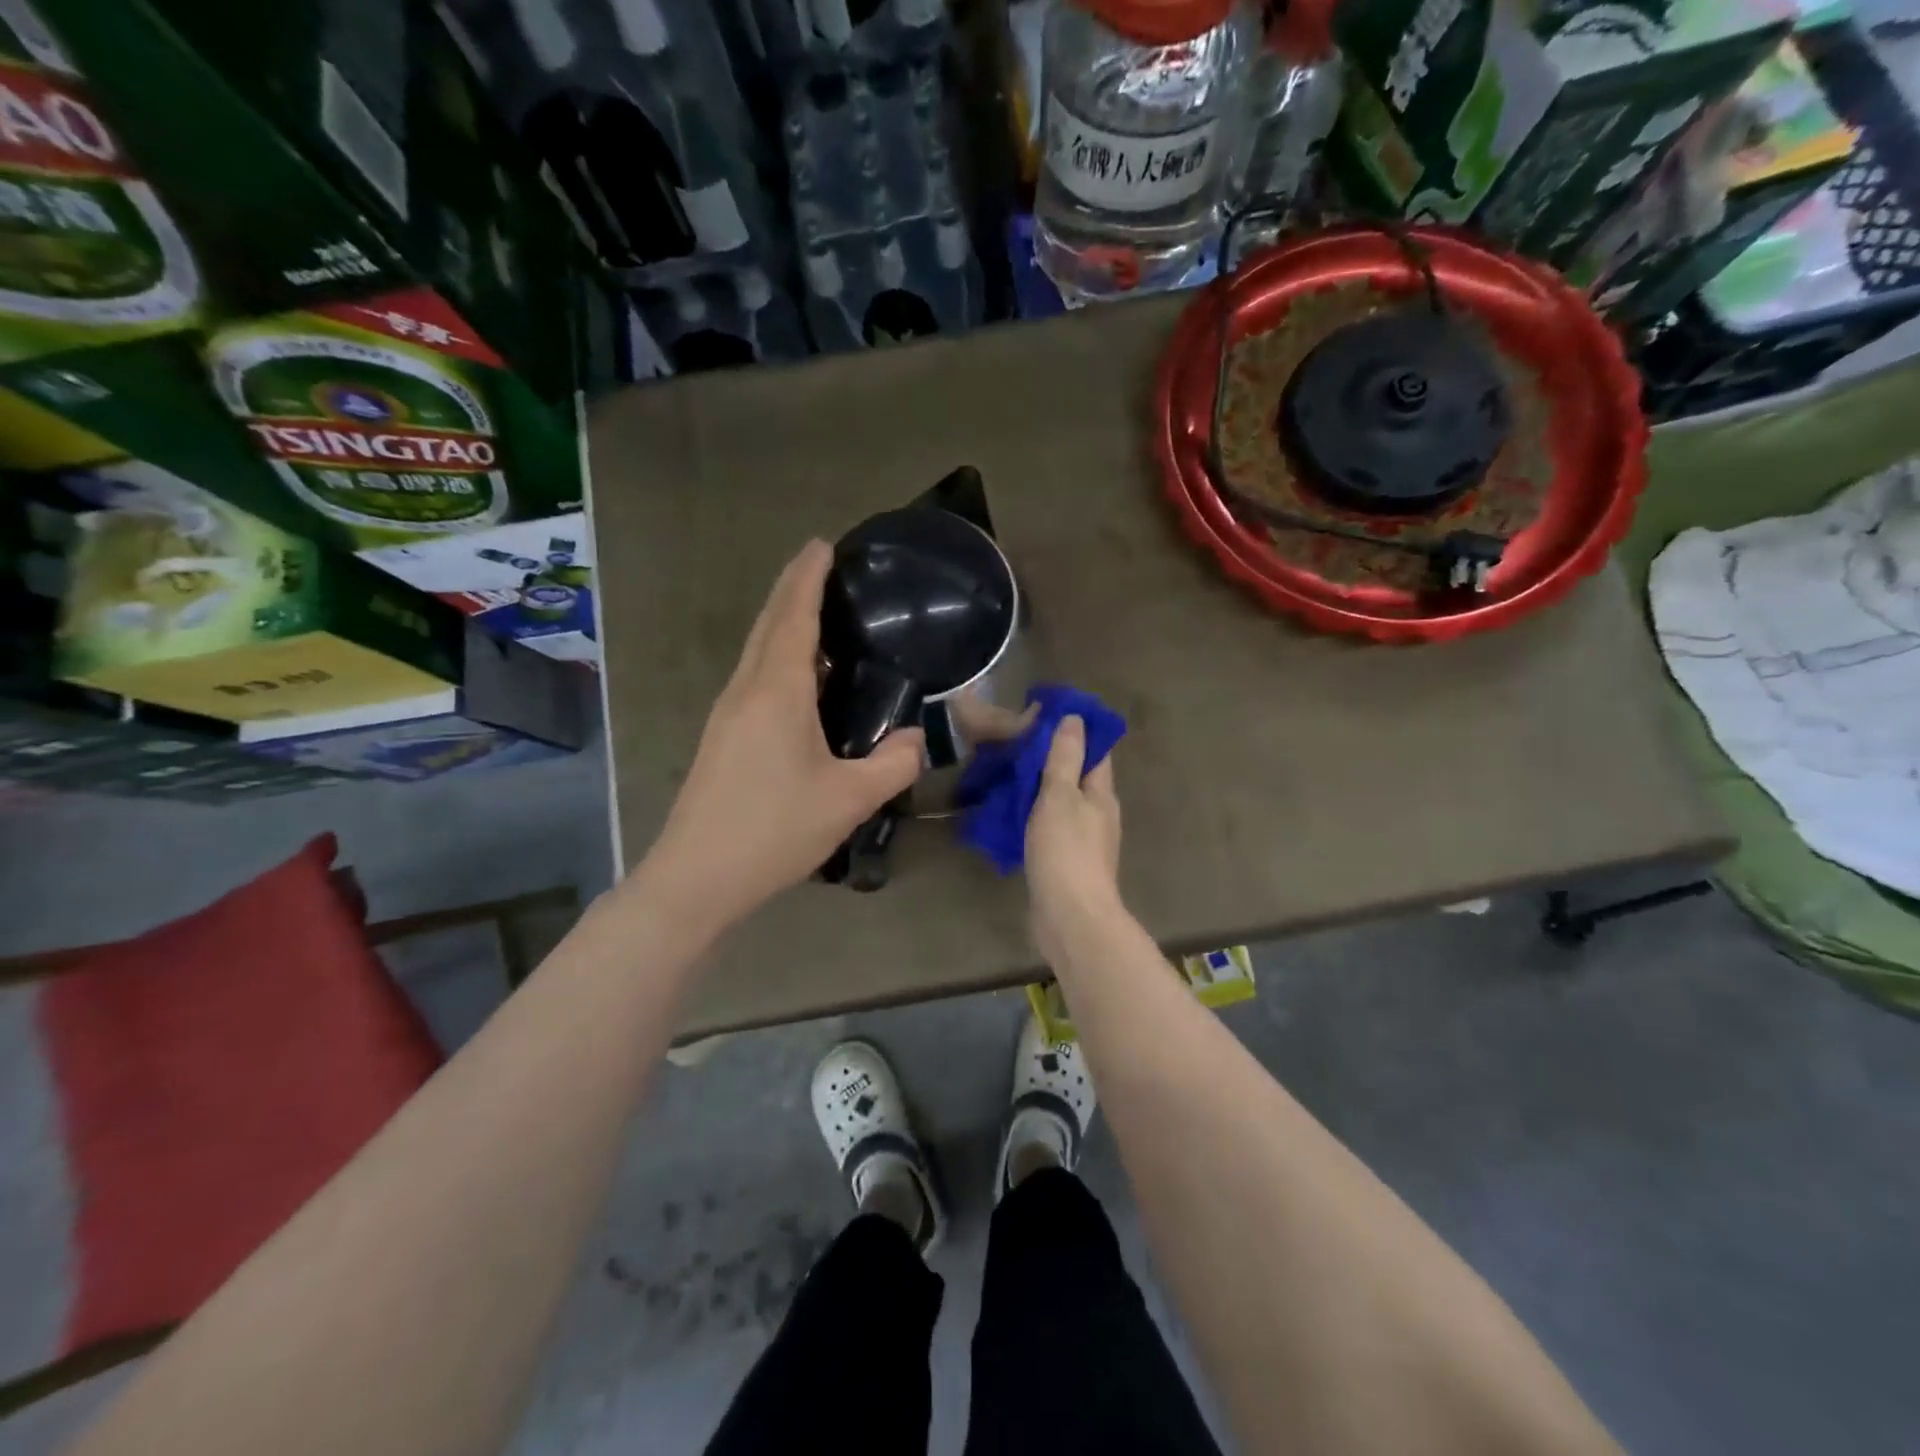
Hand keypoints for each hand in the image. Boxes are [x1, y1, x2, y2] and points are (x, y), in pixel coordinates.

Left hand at [636, 540, 924, 931]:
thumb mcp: (849, 799)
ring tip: (819, 615)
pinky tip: (801, 678)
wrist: (697, 877)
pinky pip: (754, 678)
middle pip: (769, 624)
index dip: (808, 577)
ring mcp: (727, 713)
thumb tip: (917, 737)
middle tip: (825, 566)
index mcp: (775, 691)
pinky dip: (778, 657)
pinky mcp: (723, 737)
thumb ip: (894, 763)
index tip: (823, 545)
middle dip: (793, 589)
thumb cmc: (774, 830)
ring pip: (757, 651)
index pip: (793, 616)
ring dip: (784, 623)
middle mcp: (746, 690)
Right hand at [1025, 715, 1122, 964]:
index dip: (1075, 732)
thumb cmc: (1066, 851)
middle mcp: (1097, 815)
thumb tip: (1076, 719)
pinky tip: (1008, 814)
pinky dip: (1032, 816)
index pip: (1094, 752)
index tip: (1043, 716)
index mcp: (1101, 795)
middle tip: (1014, 744)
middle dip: (1051, 760)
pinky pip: (1048, 828)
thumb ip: (1066, 758)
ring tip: (1006, 774)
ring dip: (1038, 789)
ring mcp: (1082, 842)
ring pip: (1060, 804)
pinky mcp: (1064, 863)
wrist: (1069, 918)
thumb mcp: (1061, 796)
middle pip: (1077, 778)